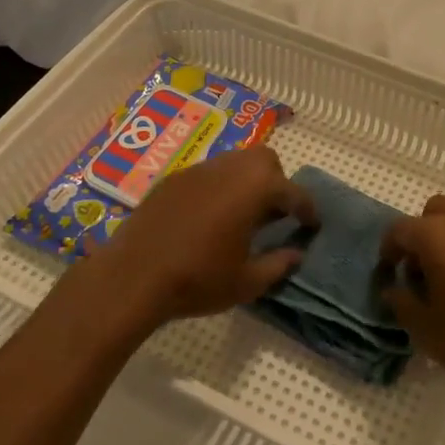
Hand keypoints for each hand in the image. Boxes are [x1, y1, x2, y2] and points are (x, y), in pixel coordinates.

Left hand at [72, 147, 316, 328]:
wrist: (132, 276)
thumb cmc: (197, 279)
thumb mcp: (246, 282)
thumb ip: (278, 264)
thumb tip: (296, 254)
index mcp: (255, 188)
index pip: (293, 193)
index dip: (307, 210)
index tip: (312, 225)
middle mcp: (230, 168)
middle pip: (265, 161)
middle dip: (277, 183)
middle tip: (275, 214)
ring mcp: (199, 170)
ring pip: (236, 162)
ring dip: (247, 182)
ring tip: (244, 215)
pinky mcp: (175, 178)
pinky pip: (209, 174)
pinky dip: (220, 187)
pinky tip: (210, 217)